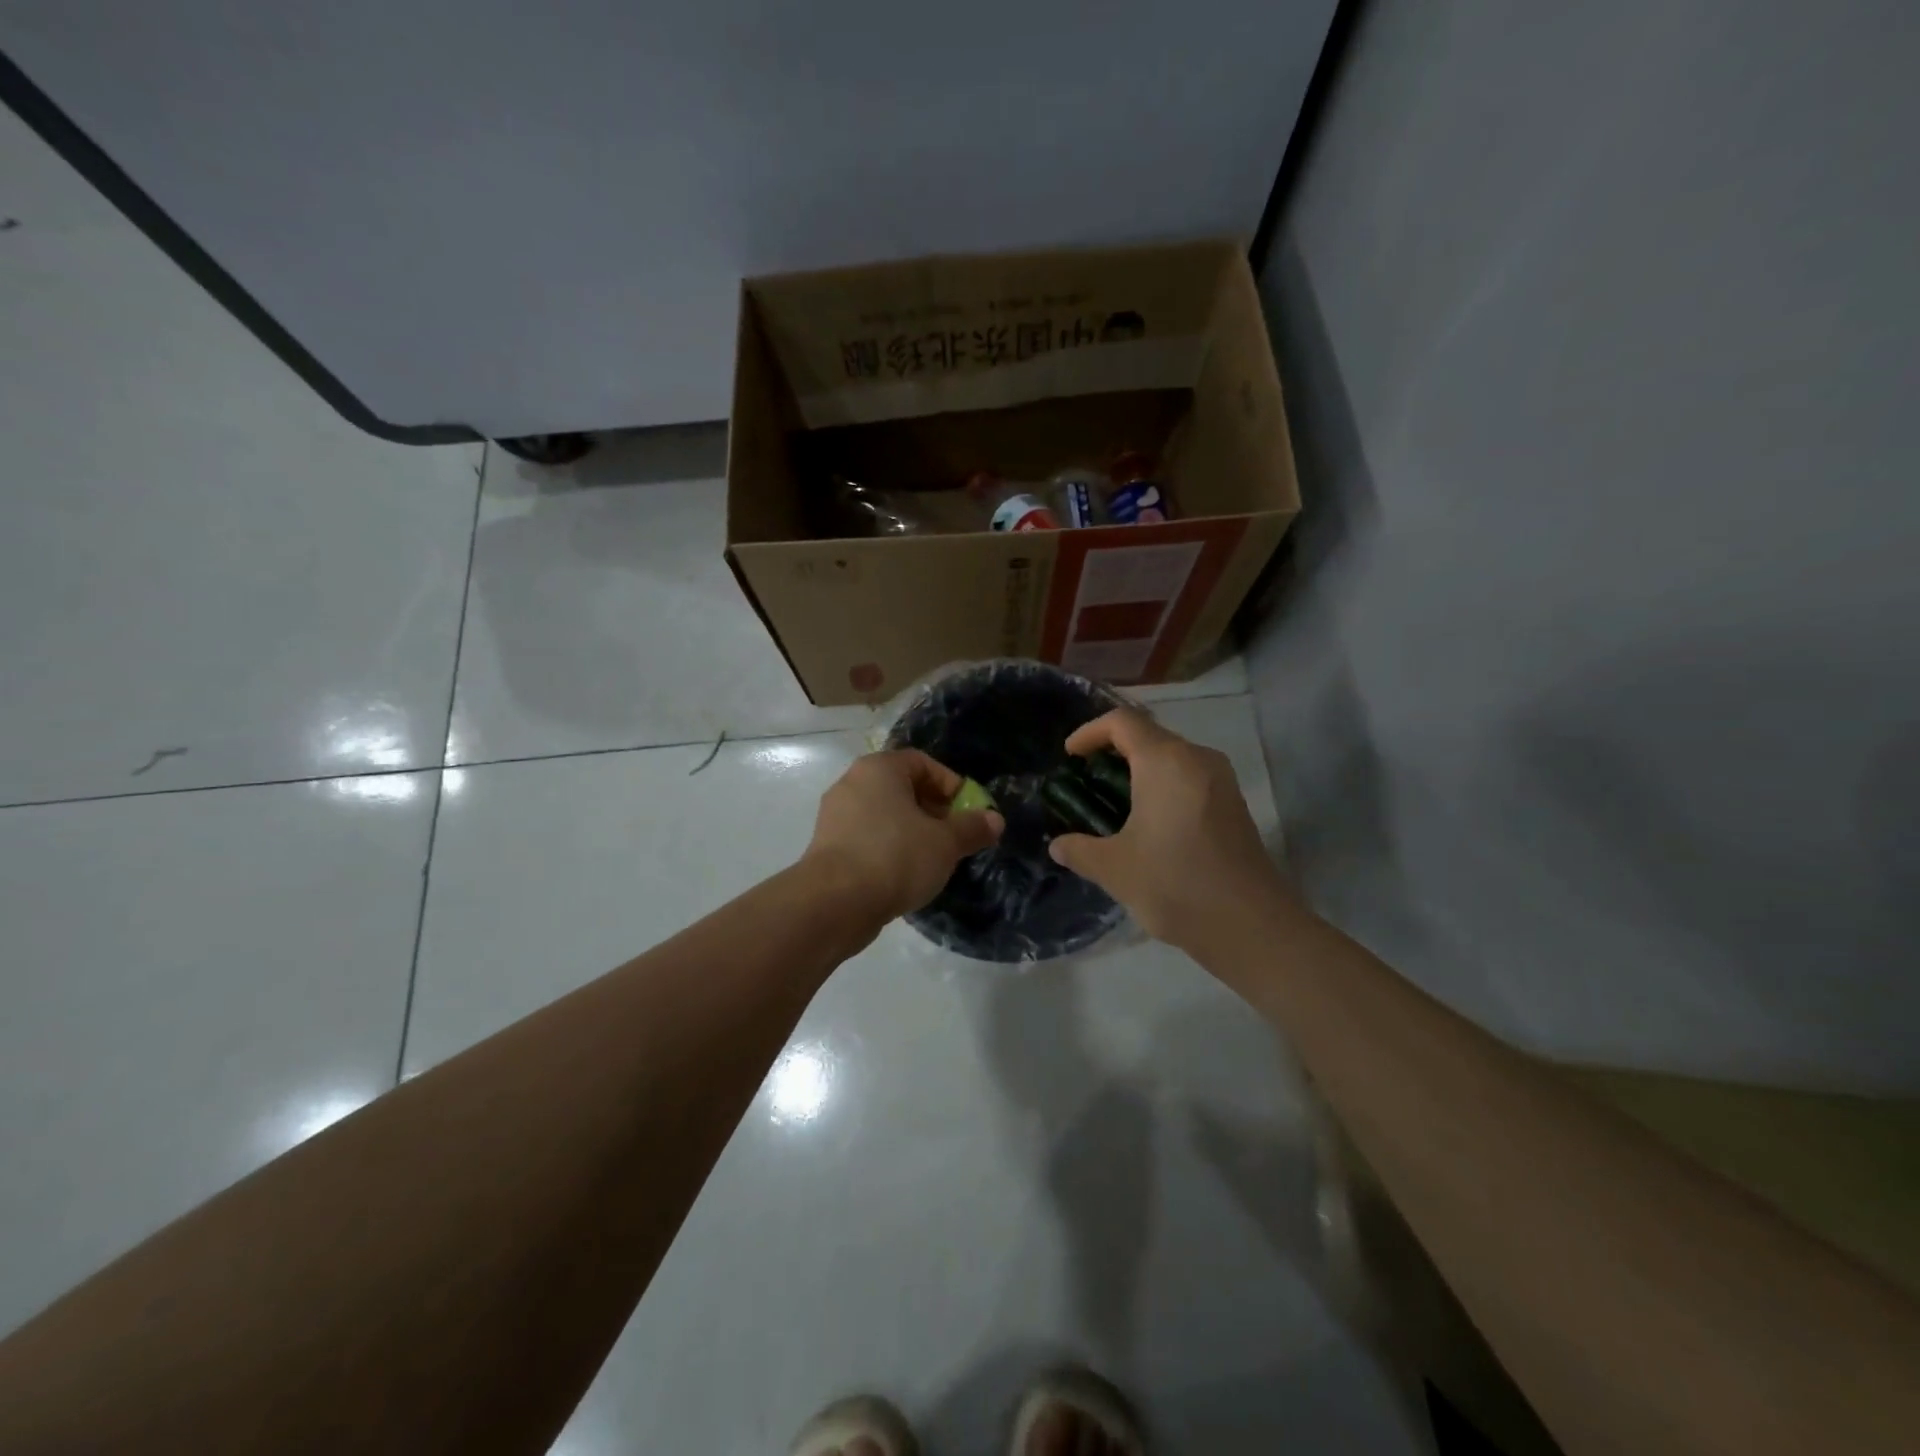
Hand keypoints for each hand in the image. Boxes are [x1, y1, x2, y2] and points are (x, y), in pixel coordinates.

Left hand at [803, 750, 1004, 924]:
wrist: (834, 902)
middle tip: (954, 838)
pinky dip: (889, 850)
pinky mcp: (827, 847)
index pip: (922, 763)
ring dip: (912, 833)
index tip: (968, 813)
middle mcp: (852, 783)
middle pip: (902, 789)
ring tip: (933, 859)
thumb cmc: (895, 857)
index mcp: (879, 769)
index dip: (951, 785)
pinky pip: (867, 839)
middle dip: (933, 811)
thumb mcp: (945, 843)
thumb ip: (972, 828)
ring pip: (884, 816)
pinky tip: (904, 875)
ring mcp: (835, 816)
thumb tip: (995, 820)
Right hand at [1047, 709, 1285, 951]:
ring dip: (1139, 770)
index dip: (1090, 732)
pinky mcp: (1233, 804)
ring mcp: (1221, 781)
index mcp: (1165, 761)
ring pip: (1172, 757)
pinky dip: (1162, 786)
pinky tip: (1149, 823)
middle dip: (1113, 751)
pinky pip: (1190, 778)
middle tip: (1087, 782)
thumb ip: (1079, 850)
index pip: (1122, 722)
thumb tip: (1058, 846)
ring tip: (1114, 803)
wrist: (1251, 926)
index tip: (1070, 757)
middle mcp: (1197, 759)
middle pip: (1149, 735)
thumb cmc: (1175, 884)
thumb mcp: (1114, 869)